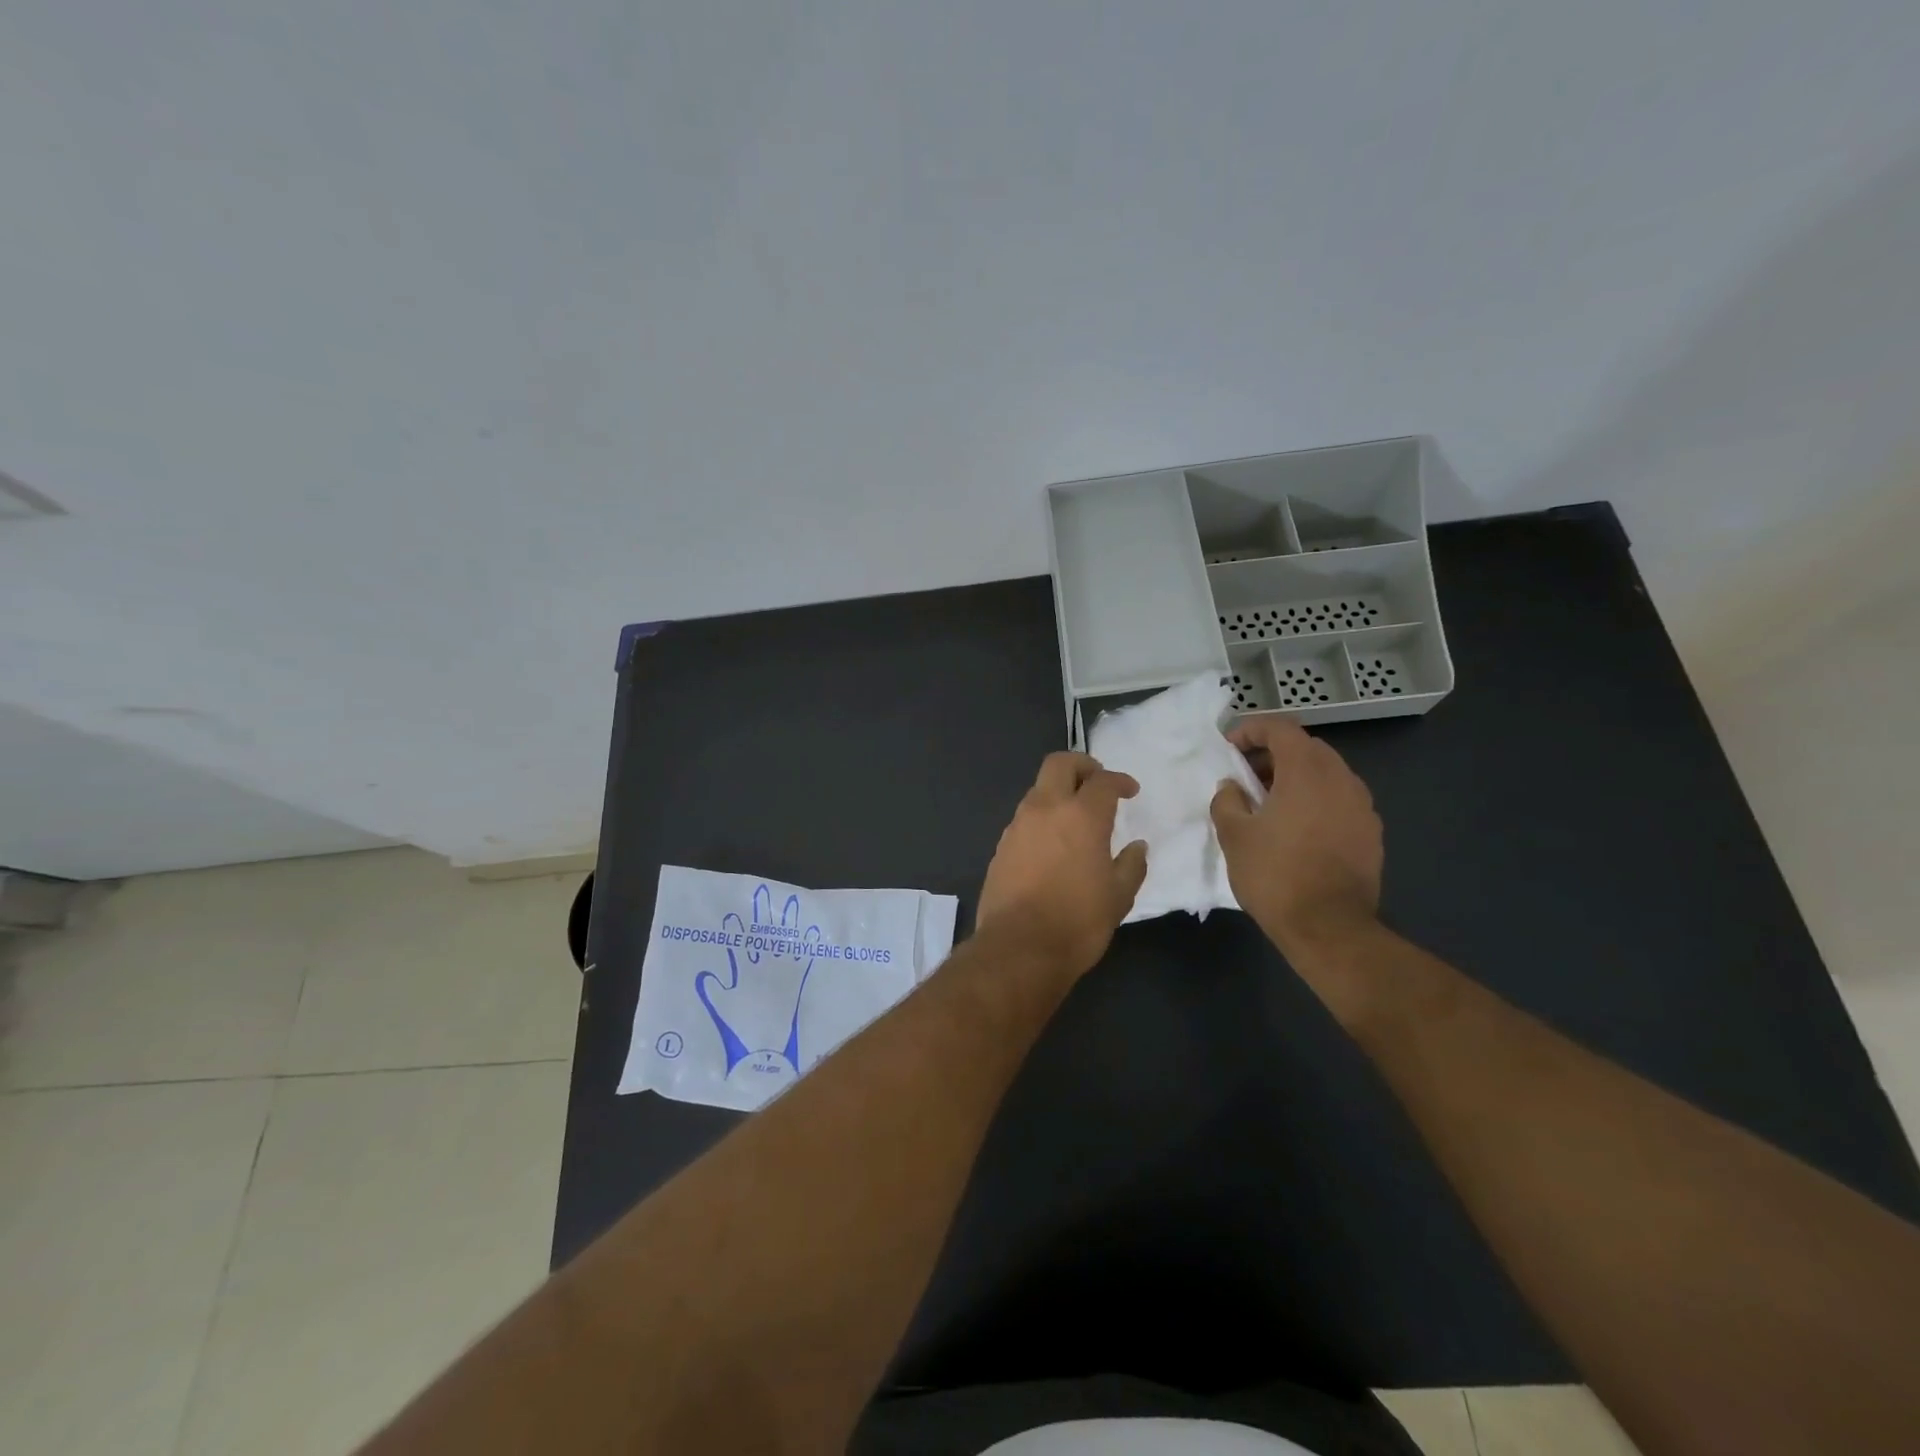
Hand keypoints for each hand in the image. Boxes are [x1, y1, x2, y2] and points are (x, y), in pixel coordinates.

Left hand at [977, 752, 1148, 976]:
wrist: (1018, 948)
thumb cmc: (1078, 921)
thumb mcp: (1119, 896)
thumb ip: (1132, 865)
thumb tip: (1137, 847)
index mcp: (1081, 815)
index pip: (1103, 781)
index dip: (1120, 780)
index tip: (1130, 791)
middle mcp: (1045, 809)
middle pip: (1059, 764)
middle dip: (1081, 765)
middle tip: (1096, 781)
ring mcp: (1017, 826)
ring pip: (1038, 790)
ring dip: (1058, 793)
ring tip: (1076, 818)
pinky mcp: (1001, 846)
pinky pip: (1024, 819)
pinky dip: (1042, 819)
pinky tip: (1053, 844)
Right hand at [1209, 717, 1382, 957]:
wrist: (1329, 927)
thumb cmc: (1275, 874)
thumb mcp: (1234, 835)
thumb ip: (1227, 800)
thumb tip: (1233, 787)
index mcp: (1307, 771)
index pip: (1281, 728)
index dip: (1251, 730)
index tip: (1229, 747)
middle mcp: (1341, 779)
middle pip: (1306, 748)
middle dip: (1273, 754)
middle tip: (1246, 775)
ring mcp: (1362, 806)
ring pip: (1326, 774)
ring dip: (1296, 778)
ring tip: (1269, 803)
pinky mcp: (1371, 832)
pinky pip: (1339, 800)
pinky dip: (1315, 800)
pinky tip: (1297, 828)